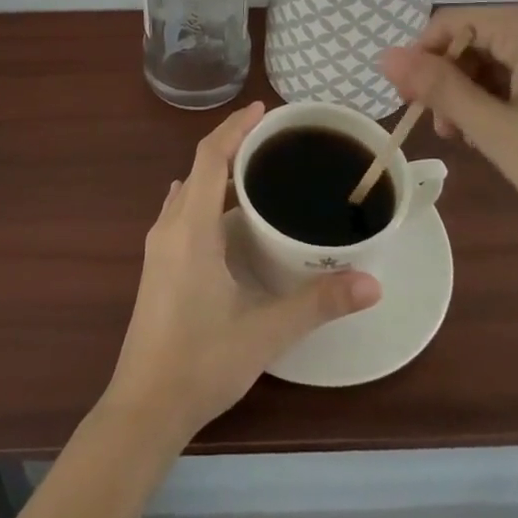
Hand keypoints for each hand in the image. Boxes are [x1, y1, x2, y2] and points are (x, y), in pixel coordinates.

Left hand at [102, 102, 380, 443]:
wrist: (144, 407)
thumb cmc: (201, 362)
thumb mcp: (265, 331)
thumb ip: (318, 303)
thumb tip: (373, 282)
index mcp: (191, 228)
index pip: (210, 157)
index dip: (235, 127)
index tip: (264, 110)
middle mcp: (169, 226)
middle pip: (199, 167)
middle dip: (233, 145)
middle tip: (274, 140)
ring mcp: (158, 246)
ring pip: (189, 190)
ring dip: (218, 172)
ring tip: (256, 169)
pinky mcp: (157, 265)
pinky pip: (182, 210)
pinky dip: (206, 197)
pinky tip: (228, 214)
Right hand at [377, 4, 517, 250]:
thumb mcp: (497, 132)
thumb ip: (439, 88)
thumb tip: (384, 56)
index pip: (450, 24)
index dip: (422, 62)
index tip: (412, 107)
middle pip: (478, 36)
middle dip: (452, 80)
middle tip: (446, 132)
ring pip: (503, 52)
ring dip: (478, 89)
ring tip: (475, 138)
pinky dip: (510, 90)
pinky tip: (509, 128)